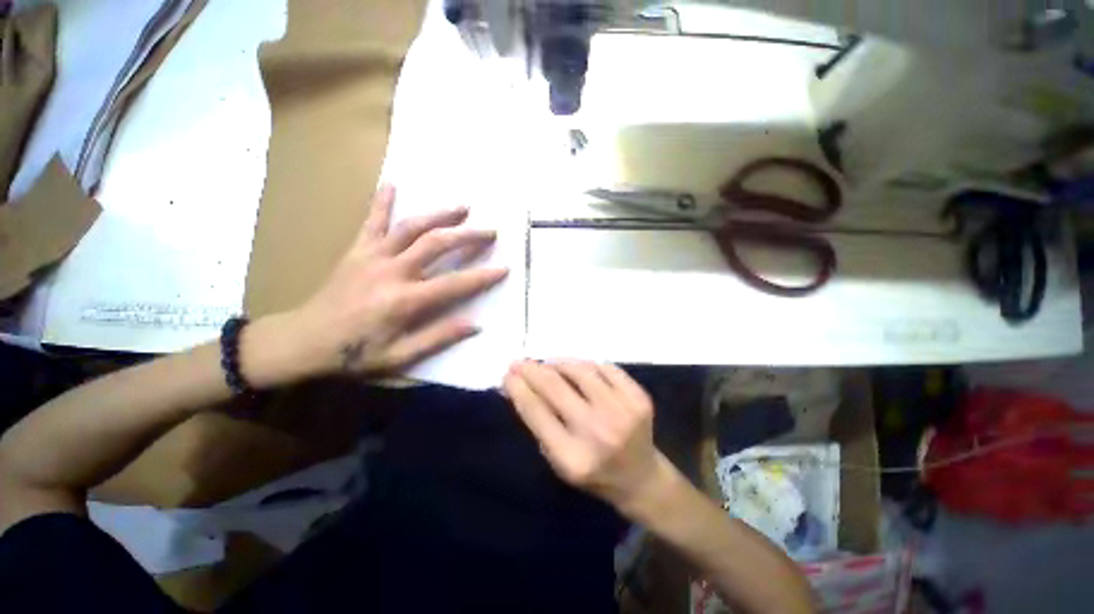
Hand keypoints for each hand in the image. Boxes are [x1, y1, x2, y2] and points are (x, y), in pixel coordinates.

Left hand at [285, 185, 507, 376]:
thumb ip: (438, 338)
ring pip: (411, 227)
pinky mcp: (356, 251)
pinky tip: (392, 184)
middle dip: (467, 236)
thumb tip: (475, 325)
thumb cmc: (353, 354)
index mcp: (404, 300)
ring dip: (439, 215)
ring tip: (463, 207)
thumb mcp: (399, 356)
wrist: (302, 341)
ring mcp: (372, 256)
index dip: (482, 277)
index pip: (454, 284)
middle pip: (436, 244)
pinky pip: (371, 221)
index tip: (504, 268)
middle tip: (490, 231)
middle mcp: (391, 271)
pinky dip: (382, 201)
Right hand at [503, 360, 668, 512]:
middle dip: (531, 369)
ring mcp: (623, 411)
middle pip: (555, 386)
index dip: (518, 388)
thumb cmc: (593, 473)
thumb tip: (517, 386)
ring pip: (580, 370)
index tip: (507, 374)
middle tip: (519, 362)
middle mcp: (598, 431)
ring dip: (557, 363)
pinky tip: (576, 368)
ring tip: (547, 364)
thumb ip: (539, 423)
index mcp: (573, 457)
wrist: (641, 478)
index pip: (536, 411)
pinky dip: (585, 364)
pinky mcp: (639, 397)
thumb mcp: (559, 460)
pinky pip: (604, 367)